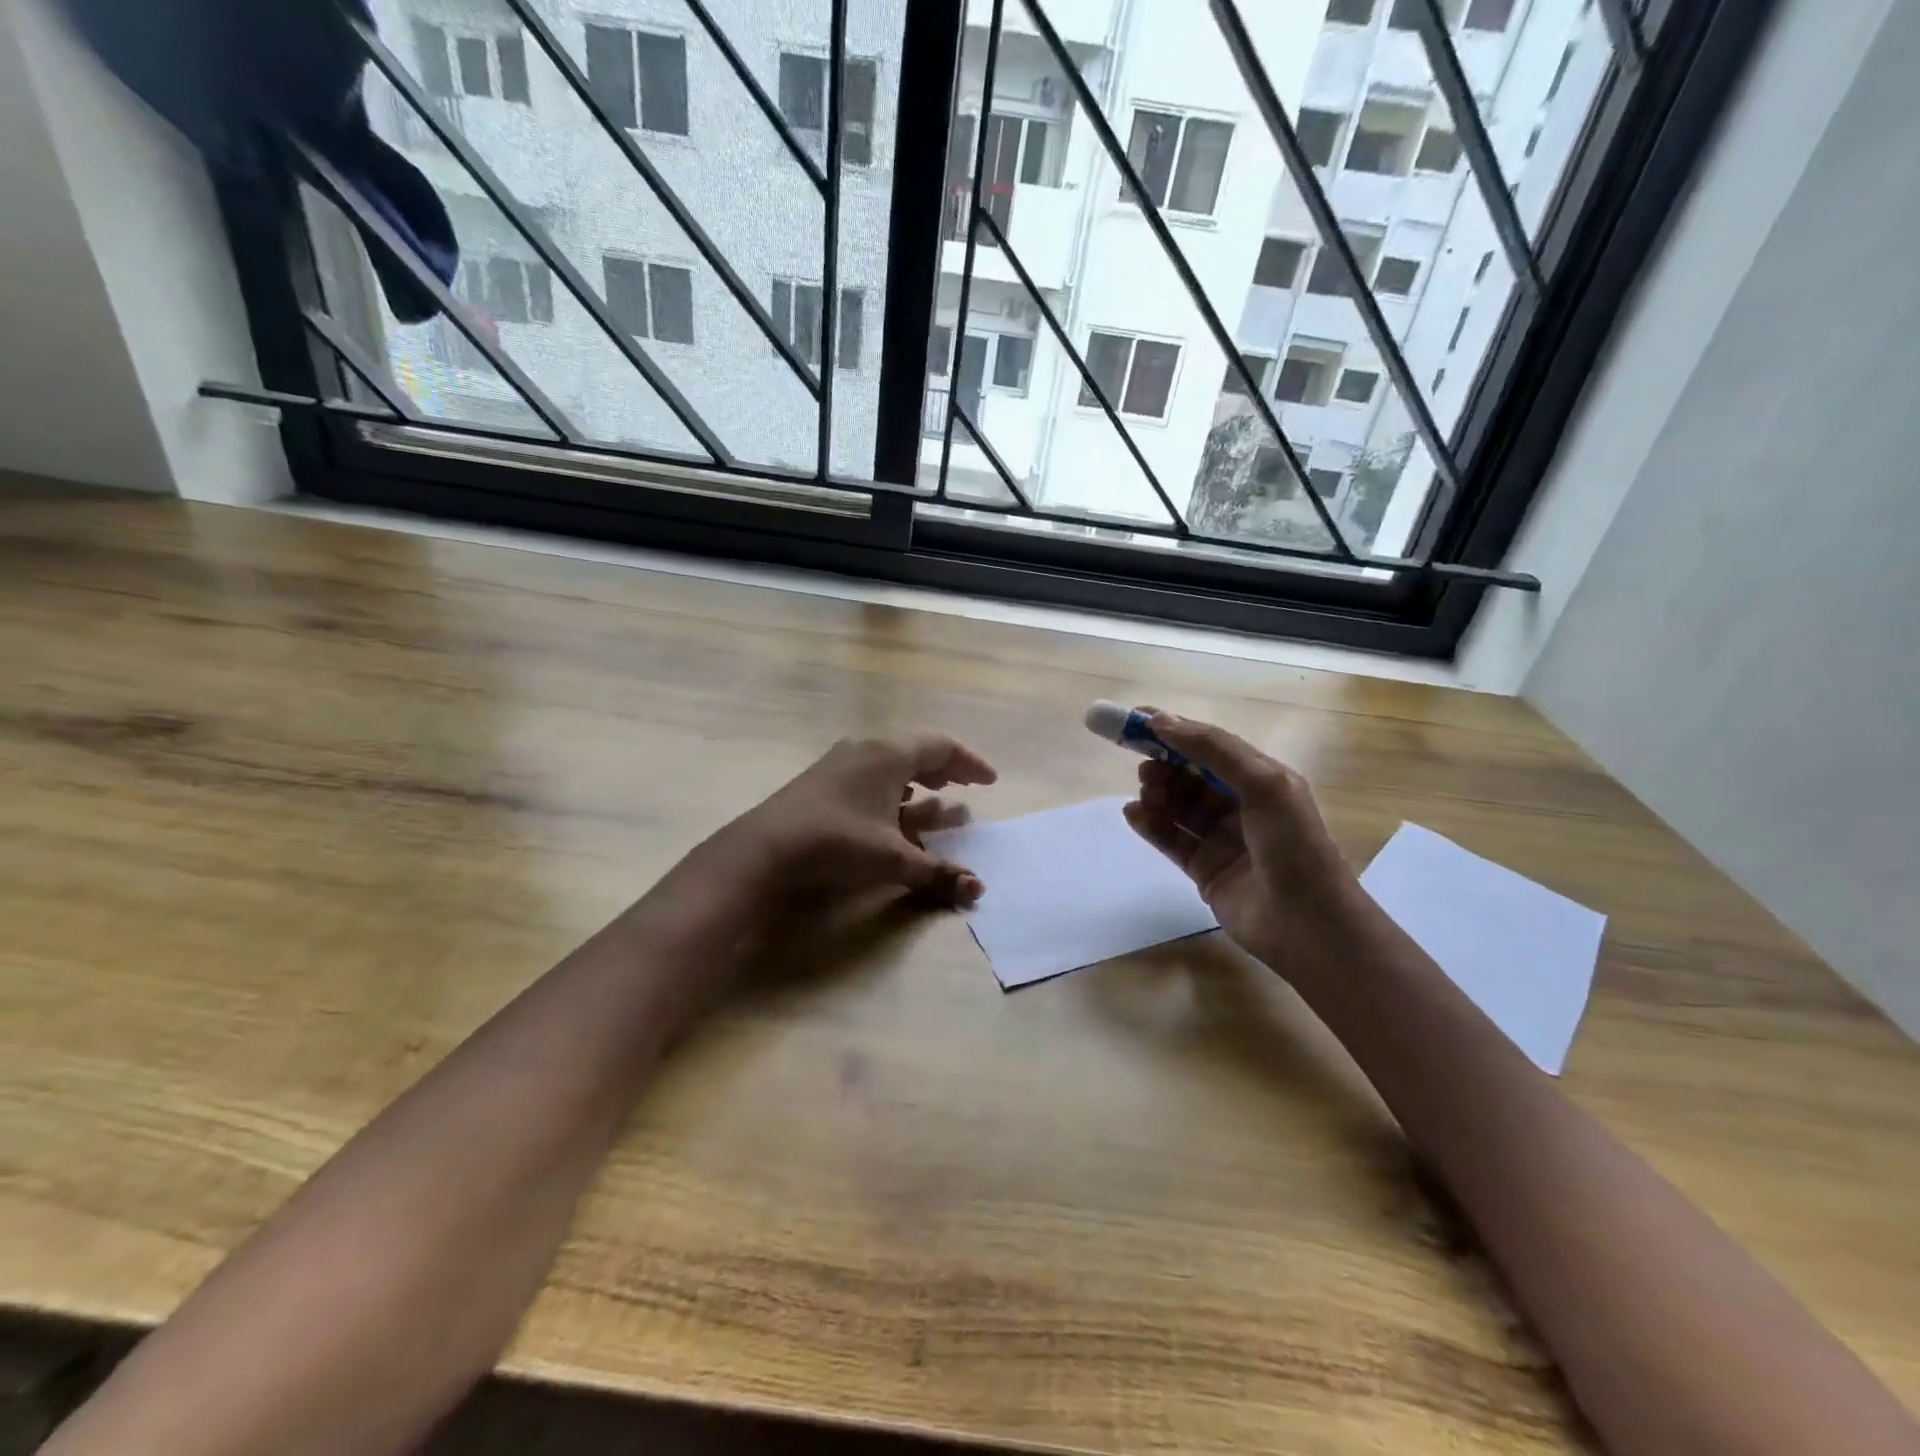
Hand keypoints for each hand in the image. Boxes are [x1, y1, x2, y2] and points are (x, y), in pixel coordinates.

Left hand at [712, 735, 998, 908]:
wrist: (764, 849)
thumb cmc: (837, 842)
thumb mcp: (892, 859)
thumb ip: (937, 873)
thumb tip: (977, 890)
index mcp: (889, 755)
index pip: (941, 747)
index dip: (970, 763)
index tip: (990, 781)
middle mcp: (866, 749)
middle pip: (916, 750)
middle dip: (945, 769)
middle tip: (965, 786)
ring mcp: (840, 762)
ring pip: (890, 763)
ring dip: (917, 779)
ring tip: (935, 796)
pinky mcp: (821, 780)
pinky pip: (870, 774)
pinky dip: (891, 788)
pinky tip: (892, 810)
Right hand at [1122, 713, 1359, 967]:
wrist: (1308, 923)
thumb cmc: (1293, 845)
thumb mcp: (1263, 783)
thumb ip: (1212, 749)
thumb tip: (1160, 720)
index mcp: (1261, 779)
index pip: (1210, 745)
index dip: (1174, 730)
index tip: (1135, 719)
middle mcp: (1241, 805)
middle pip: (1190, 775)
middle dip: (1164, 766)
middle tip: (1145, 769)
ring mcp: (1221, 839)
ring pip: (1178, 806)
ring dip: (1157, 794)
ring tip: (1145, 795)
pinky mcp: (1204, 869)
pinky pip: (1170, 839)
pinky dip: (1150, 824)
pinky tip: (1133, 814)